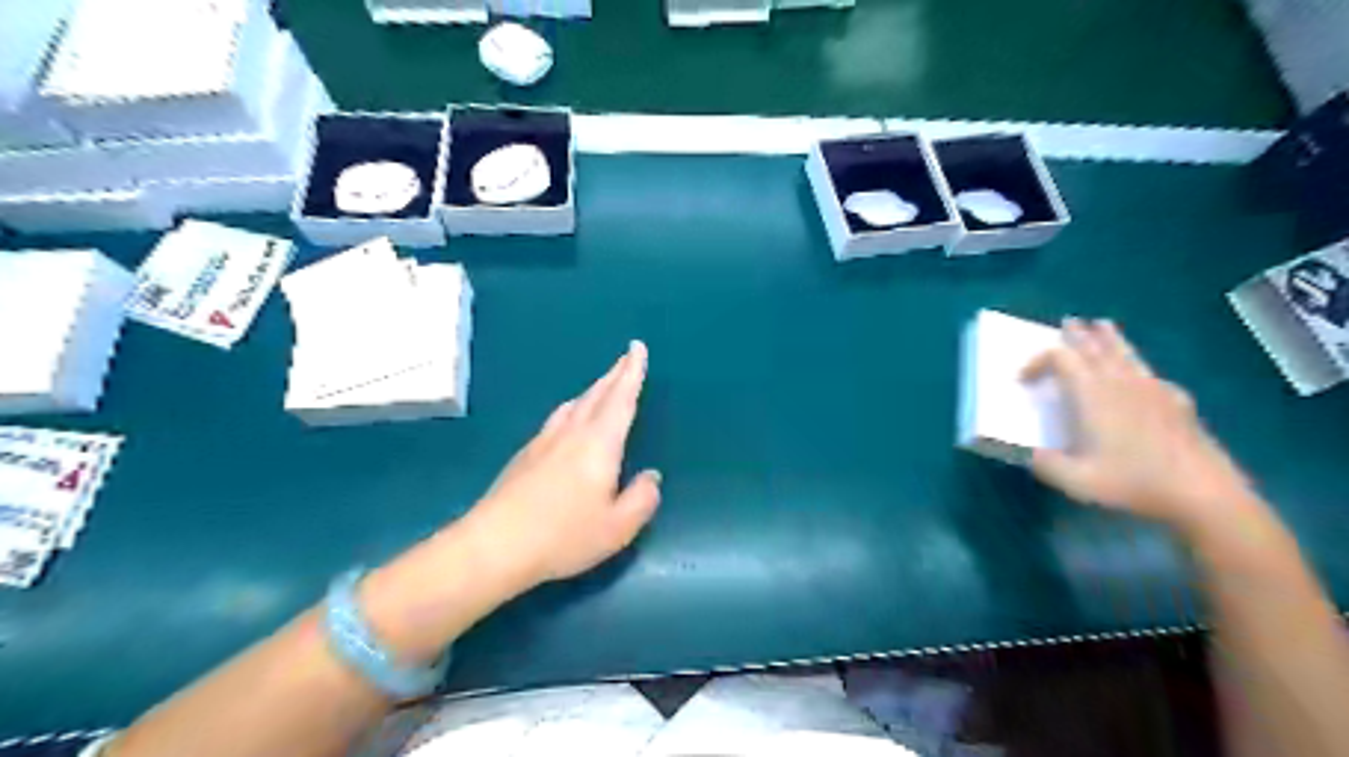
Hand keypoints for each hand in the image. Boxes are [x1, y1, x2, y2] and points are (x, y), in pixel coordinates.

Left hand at [463, 340, 661, 590]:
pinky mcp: (525, 455)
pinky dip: (572, 409)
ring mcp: (544, 442)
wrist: (494, 546)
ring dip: (593, 390)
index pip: (621, 400)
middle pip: (596, 395)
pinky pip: (557, 419)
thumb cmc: (563, 536)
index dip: (632, 373)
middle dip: (614, 375)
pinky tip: (568, 420)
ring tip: (602, 386)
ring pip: (574, 405)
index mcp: (599, 445)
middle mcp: (572, 434)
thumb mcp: (617, 528)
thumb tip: (651, 477)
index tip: (637, 348)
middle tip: (626, 357)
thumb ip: (641, 499)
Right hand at [1030, 318, 1260, 530]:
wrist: (1202, 493)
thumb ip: (1042, 463)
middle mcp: (1121, 382)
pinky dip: (1135, 365)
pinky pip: (1149, 372)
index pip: (1060, 359)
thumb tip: (1021, 451)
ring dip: (1109, 338)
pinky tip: (1138, 376)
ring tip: (1102, 326)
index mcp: (1092, 394)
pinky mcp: (1177, 400)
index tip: (1023, 380)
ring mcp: (1154, 388)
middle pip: (1095, 347)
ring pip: (1126, 353)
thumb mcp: (1074, 480)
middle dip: (1077, 335)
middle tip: (1066, 324)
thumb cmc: (1132, 483)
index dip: (1038, 362)